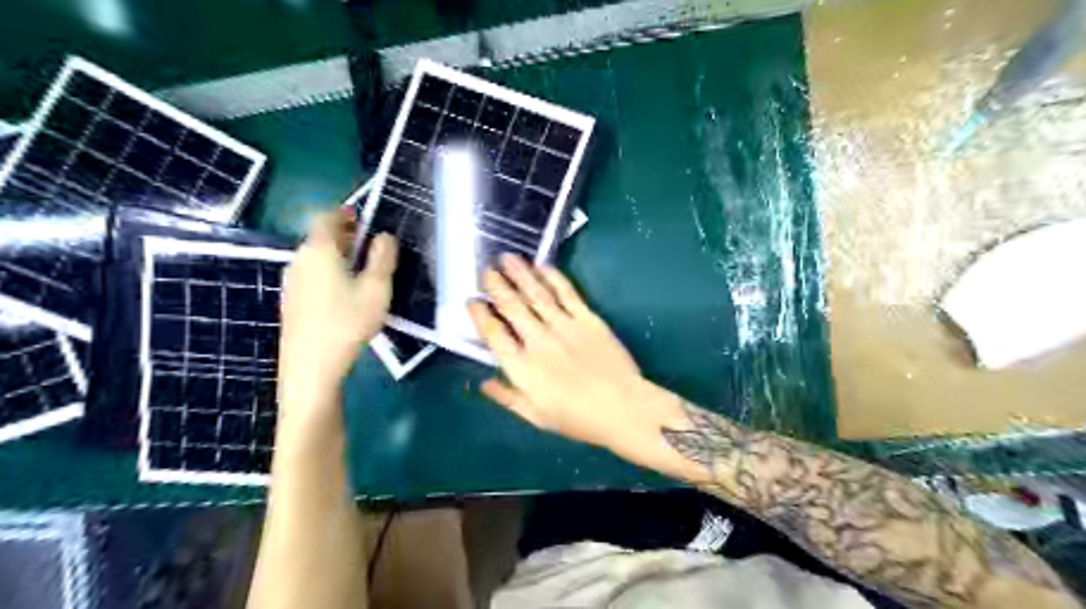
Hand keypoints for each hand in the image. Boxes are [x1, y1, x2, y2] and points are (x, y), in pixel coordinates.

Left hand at [280, 211, 396, 415]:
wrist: (310, 367)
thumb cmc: (348, 323)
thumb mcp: (376, 289)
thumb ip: (383, 258)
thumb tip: (385, 236)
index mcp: (320, 250)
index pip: (326, 216)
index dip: (345, 213)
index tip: (365, 220)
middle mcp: (299, 259)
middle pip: (319, 236)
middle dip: (345, 235)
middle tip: (370, 246)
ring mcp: (291, 281)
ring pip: (315, 257)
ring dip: (337, 255)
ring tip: (361, 271)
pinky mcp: (290, 301)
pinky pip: (310, 274)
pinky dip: (327, 272)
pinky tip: (343, 295)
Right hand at [468, 251, 652, 451]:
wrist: (624, 407)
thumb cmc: (579, 419)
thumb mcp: (537, 417)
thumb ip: (509, 397)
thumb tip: (484, 383)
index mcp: (523, 367)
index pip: (494, 335)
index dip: (480, 316)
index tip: (471, 301)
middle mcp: (539, 341)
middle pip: (512, 308)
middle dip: (497, 287)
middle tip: (486, 271)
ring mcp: (564, 326)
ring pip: (536, 295)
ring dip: (521, 275)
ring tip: (507, 258)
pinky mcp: (588, 319)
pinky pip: (567, 293)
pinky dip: (553, 278)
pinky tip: (542, 266)